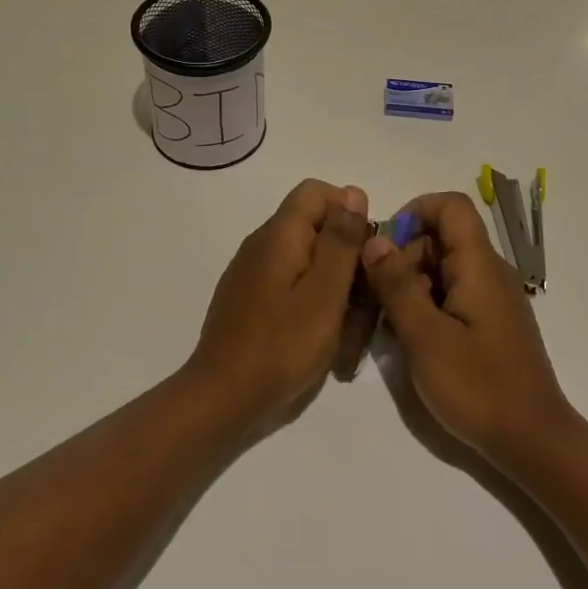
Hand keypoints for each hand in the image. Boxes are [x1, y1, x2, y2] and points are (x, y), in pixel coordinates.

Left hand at [188, 179, 370, 430]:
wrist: (222, 397)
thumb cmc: (282, 345)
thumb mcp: (325, 293)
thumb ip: (341, 241)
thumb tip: (354, 192)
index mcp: (279, 233)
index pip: (317, 191)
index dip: (348, 211)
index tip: (365, 252)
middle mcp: (261, 242)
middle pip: (312, 224)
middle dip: (343, 253)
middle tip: (361, 297)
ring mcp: (250, 271)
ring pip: (303, 256)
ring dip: (330, 281)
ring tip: (344, 323)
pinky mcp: (247, 297)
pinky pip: (287, 281)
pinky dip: (309, 297)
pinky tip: (317, 333)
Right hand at [361, 191, 575, 468]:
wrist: (534, 443)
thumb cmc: (478, 387)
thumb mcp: (426, 337)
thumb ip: (397, 285)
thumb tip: (375, 240)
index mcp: (479, 265)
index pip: (451, 206)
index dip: (415, 212)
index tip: (385, 247)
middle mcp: (489, 272)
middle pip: (442, 237)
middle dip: (404, 255)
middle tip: (378, 296)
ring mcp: (492, 298)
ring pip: (444, 266)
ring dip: (411, 283)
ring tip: (389, 321)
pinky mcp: (491, 322)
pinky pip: (453, 293)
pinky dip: (427, 303)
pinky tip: (410, 337)